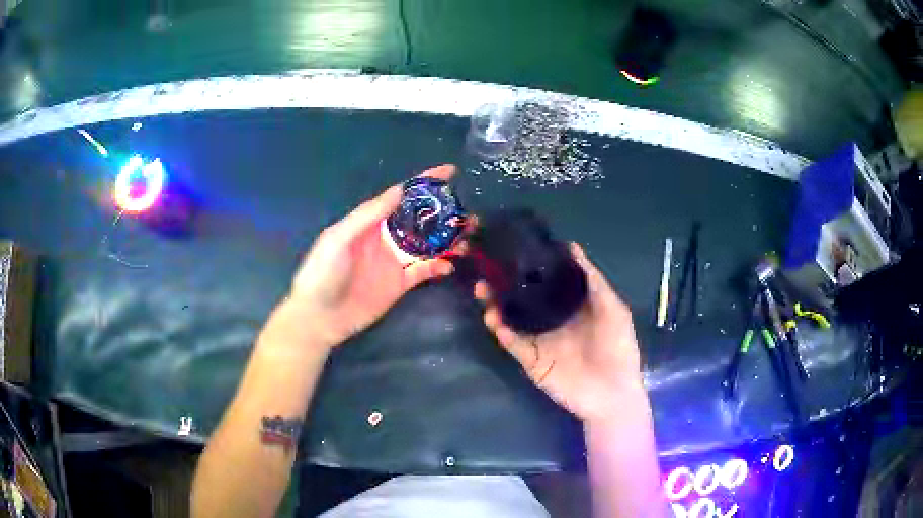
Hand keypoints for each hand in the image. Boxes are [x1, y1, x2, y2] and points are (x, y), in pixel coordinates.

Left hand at [288, 165, 459, 348]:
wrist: (319, 317)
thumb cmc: (323, 273)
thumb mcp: (339, 238)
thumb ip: (368, 215)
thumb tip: (400, 190)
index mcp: (371, 222)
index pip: (403, 196)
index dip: (425, 183)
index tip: (450, 172)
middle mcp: (387, 237)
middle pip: (421, 219)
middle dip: (444, 212)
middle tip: (469, 211)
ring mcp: (395, 261)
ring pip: (428, 244)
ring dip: (448, 238)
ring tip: (469, 235)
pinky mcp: (400, 284)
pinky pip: (425, 271)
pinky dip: (439, 266)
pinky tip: (450, 264)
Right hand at [475, 243, 643, 423]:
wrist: (612, 391)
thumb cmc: (617, 346)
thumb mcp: (612, 307)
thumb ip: (593, 280)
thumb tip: (572, 246)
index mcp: (570, 306)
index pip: (545, 283)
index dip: (529, 267)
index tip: (512, 248)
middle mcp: (551, 320)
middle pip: (522, 300)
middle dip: (503, 285)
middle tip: (487, 269)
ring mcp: (539, 341)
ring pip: (511, 320)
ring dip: (495, 306)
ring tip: (483, 290)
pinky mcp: (531, 361)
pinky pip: (513, 344)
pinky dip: (502, 332)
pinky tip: (495, 320)